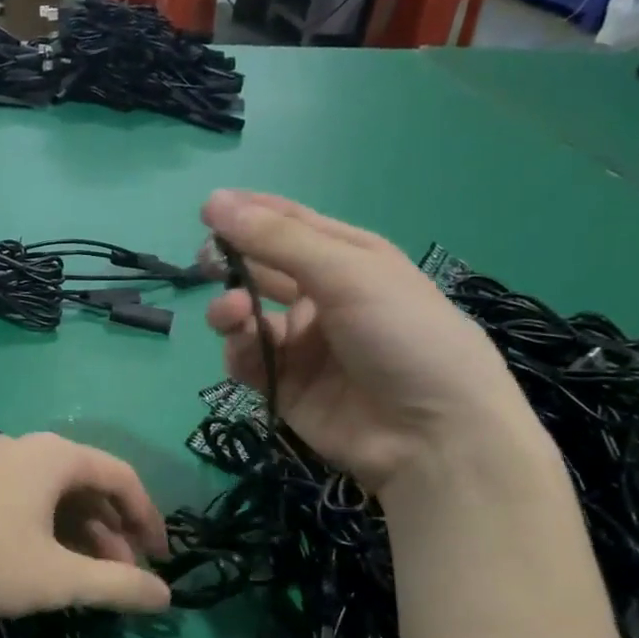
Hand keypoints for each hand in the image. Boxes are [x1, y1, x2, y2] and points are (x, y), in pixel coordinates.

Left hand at [0, 433, 170, 617]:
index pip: (121, 476)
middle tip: (119, 577)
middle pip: (84, 483)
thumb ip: (116, 586)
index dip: (148, 518)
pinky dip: (38, 525)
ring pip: (47, 492)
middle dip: (110, 532)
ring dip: (74, 531)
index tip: (160, 558)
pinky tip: (28, 559)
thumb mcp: (56, 578)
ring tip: (78, 575)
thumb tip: (165, 596)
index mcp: (54, 456)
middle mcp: (21, 446)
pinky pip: (15, 495)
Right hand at [202, 189, 545, 494]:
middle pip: (264, 270)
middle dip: (233, 263)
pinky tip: (244, 348)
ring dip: (232, 310)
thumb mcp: (347, 274)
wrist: (433, 436)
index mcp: (350, 260)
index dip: (251, 213)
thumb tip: (215, 201)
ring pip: (249, 317)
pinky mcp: (285, 386)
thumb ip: (278, 241)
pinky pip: (248, 360)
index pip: (292, 225)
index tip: (207, 209)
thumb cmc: (404, 335)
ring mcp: (303, 345)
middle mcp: (323, 298)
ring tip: (231, 315)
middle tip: (205, 261)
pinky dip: (240, 350)